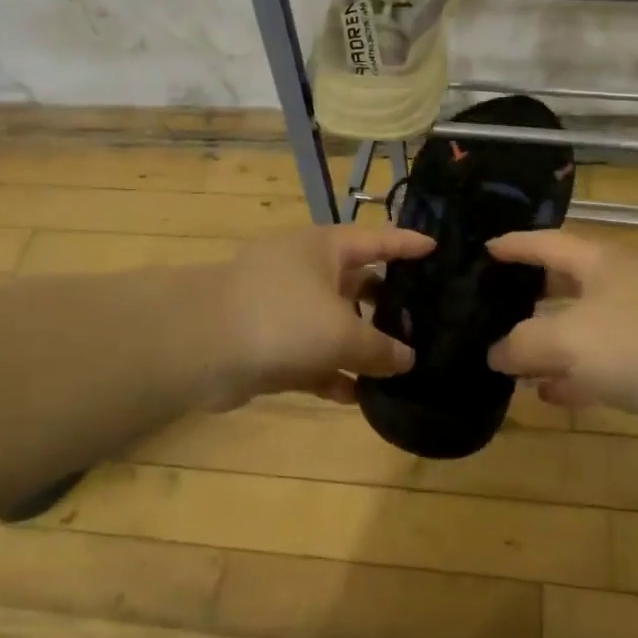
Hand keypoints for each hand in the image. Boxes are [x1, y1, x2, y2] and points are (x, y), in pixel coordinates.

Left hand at [213, 224, 433, 406]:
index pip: (377, 240)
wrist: (201, 346)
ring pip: (335, 324)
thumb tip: (408, 358)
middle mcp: (306, 271)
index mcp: (325, 248)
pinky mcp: (270, 343)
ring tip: (400, 366)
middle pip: (358, 283)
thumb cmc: (282, 319)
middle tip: (425, 320)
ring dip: (362, 346)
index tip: (436, 249)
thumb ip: (380, 347)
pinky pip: (313, 356)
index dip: (407, 244)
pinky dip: (334, 373)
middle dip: (388, 304)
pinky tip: (359, 398)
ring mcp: (285, 308)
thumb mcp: (342, 332)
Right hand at [486, 230, 637, 435]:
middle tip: (490, 306)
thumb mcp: (569, 338)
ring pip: (582, 328)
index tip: (484, 250)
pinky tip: (549, 394)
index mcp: (599, 261)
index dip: (514, 245)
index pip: (546, 243)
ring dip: (549, 344)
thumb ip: (525, 344)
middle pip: (564, 283)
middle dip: (529, 295)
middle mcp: (619, 284)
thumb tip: (495, 353)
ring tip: (509, 360)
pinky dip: (575, 376)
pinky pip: (604, 364)